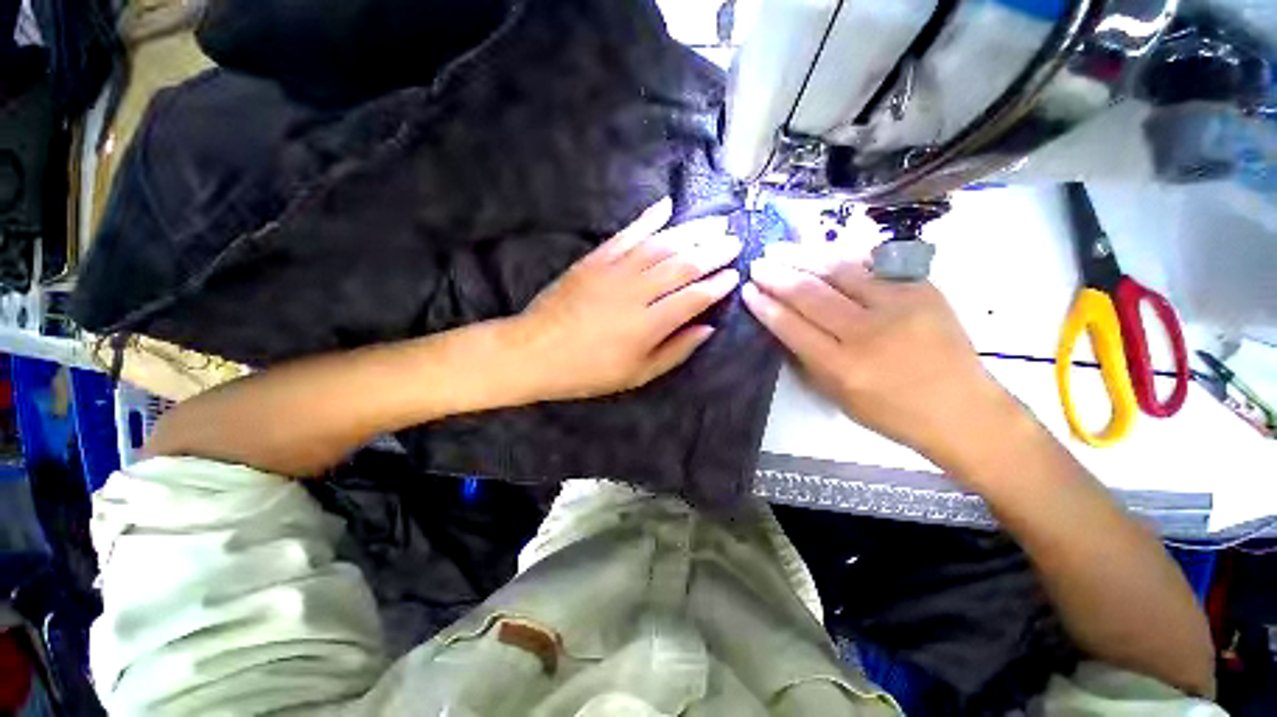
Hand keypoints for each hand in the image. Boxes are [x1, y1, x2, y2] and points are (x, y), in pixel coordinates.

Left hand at [509, 198, 741, 401]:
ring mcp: (614, 270)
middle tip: (735, 240)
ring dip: (691, 231)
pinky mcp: (595, 259)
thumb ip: (675, 350)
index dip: (717, 285)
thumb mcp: (637, 375)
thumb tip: (707, 329)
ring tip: (715, 221)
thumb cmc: (588, 371)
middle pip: (683, 264)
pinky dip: (648, 218)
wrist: (534, 352)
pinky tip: (667, 206)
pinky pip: (626, 233)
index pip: (694, 297)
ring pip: (661, 244)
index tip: (735, 275)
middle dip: (713, 250)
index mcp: (649, 325)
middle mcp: (637, 292)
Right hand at [742, 242, 1014, 466]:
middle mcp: (867, 332)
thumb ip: (808, 358)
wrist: (962, 408)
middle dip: (777, 275)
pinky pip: (871, 265)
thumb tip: (784, 322)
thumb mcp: (837, 395)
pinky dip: (840, 255)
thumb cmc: (891, 411)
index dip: (765, 305)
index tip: (748, 290)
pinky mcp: (920, 289)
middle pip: (810, 293)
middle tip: (757, 264)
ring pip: (839, 270)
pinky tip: (820, 249)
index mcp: (842, 366)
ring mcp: (897, 305)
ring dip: (803, 256)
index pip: (791, 326)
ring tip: (779, 249)